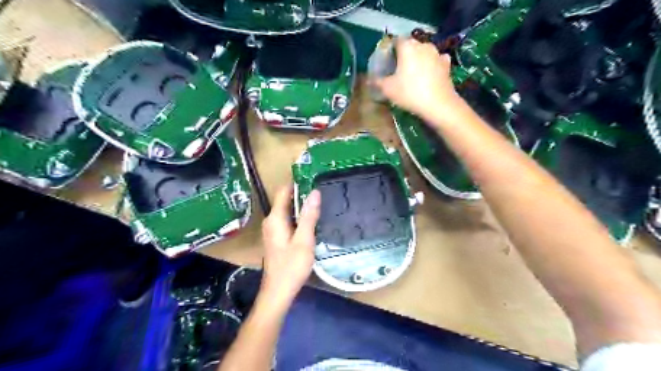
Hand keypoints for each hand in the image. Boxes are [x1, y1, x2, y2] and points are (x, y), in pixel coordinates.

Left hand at [259, 186, 321, 307]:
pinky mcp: (277, 238)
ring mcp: (272, 230)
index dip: (296, 181)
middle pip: (285, 200)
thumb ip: (309, 216)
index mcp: (275, 218)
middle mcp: (271, 221)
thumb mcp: (304, 240)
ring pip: (287, 210)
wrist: (278, 291)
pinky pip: (288, 220)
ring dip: (301, 205)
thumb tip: (314, 192)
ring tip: (320, 200)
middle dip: (301, 192)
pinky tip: (312, 219)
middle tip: (321, 187)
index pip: (283, 191)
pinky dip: (299, 216)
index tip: (313, 175)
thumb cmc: (291, 266)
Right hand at [371, 38, 460, 120]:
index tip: (386, 61)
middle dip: (404, 54)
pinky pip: (436, 60)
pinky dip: (431, 65)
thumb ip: (377, 82)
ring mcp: (437, 53)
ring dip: (418, 59)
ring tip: (413, 73)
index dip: (390, 49)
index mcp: (407, 46)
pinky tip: (429, 75)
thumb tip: (369, 80)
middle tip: (398, 69)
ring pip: (424, 52)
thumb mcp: (388, 89)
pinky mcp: (447, 64)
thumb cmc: (410, 93)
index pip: (396, 40)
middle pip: (410, 45)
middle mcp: (423, 45)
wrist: (438, 104)